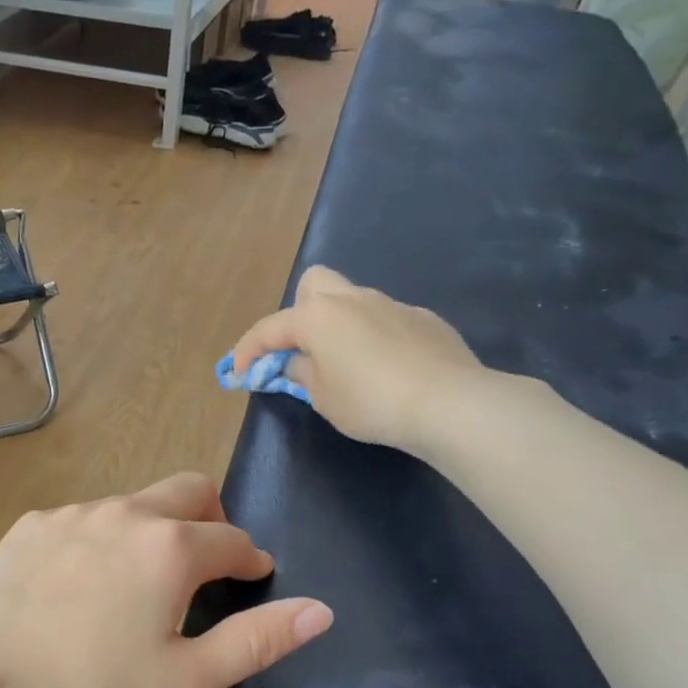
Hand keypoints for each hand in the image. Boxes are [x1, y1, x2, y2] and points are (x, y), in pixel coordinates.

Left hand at [0, 473, 331, 687]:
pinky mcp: (31, 525)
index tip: (253, 577)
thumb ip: (257, 640)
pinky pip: (83, 519)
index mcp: (169, 547)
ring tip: (137, 584)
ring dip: (152, 532)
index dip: (251, 559)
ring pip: (132, 505)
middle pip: (187, 491)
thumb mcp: (186, 680)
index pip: (232, 539)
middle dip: (211, 519)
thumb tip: (321, 610)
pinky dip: (101, 540)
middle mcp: (124, 512)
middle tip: (206, 564)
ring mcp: (72, 513)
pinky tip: (80, 586)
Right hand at [228, 266, 490, 451]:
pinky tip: (392, 370)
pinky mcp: (425, 320)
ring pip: (355, 302)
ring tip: (351, 367)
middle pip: (314, 284)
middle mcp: (353, 299)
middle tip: (304, 350)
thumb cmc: (371, 402)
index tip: (239, 375)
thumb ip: (303, 373)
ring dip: (342, 327)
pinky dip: (378, 338)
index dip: (248, 351)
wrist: (448, 402)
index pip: (270, 328)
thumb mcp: (323, 398)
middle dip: (300, 312)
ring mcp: (393, 305)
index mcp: (318, 317)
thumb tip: (299, 361)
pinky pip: (388, 320)